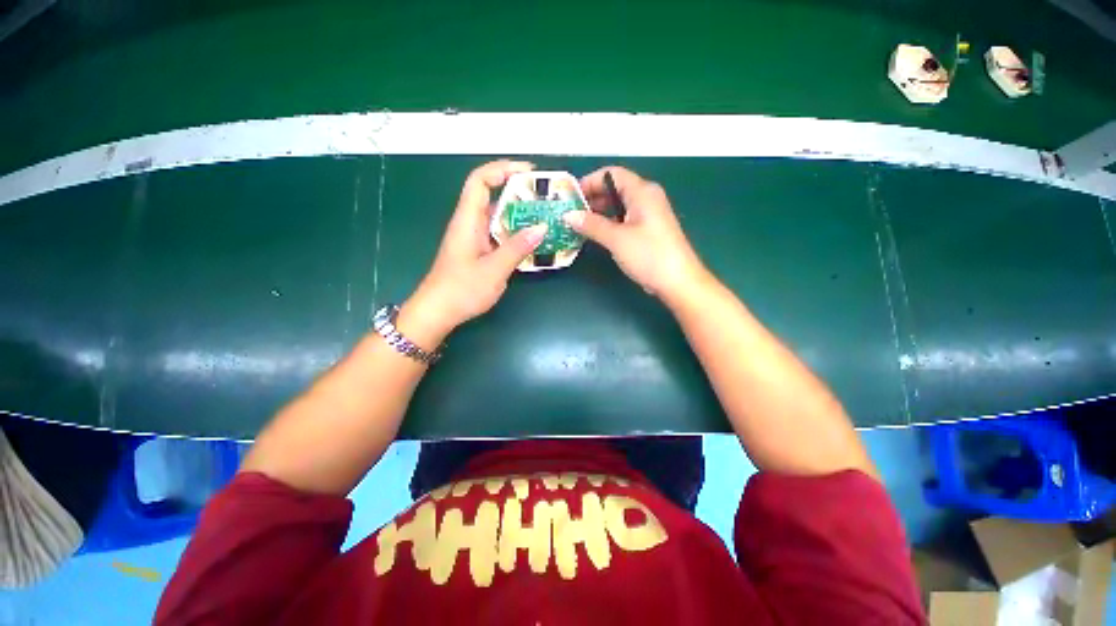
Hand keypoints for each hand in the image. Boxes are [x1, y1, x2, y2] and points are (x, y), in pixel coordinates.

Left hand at [401, 160, 547, 345]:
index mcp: (467, 221)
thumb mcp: (493, 270)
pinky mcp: (478, 251)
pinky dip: (515, 233)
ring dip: (519, 214)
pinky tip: (532, 241)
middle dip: (518, 192)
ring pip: (497, 217)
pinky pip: (498, 234)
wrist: (437, 312)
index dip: (502, 169)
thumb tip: (542, 227)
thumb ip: (517, 248)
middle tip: (544, 198)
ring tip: (544, 217)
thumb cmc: (461, 290)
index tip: (529, 172)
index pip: (480, 181)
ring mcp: (474, 238)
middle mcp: (469, 224)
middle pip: (492, 196)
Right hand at [564, 167, 707, 301]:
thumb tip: (568, 215)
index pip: (612, 174)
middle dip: (592, 198)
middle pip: (615, 188)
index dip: (590, 181)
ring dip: (599, 212)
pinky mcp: (649, 230)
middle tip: (571, 212)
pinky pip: (625, 219)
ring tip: (579, 224)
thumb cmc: (649, 255)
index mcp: (642, 192)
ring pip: (619, 205)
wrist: (678, 281)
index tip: (571, 196)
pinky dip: (609, 223)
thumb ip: (591, 225)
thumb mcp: (617, 238)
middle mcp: (647, 198)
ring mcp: (649, 214)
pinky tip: (596, 234)